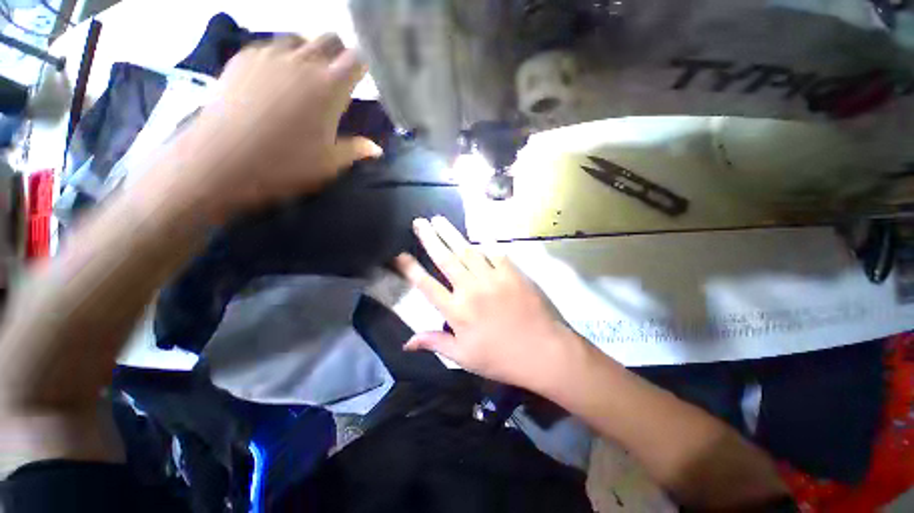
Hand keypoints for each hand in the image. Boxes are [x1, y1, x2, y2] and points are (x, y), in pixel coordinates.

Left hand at [167, 34, 382, 218]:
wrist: (223, 159)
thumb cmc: (286, 163)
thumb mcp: (330, 163)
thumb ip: (356, 150)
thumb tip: (376, 149)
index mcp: (330, 87)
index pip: (357, 59)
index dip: (363, 67)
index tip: (361, 81)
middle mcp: (303, 61)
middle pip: (330, 38)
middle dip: (338, 54)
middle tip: (336, 79)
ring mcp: (270, 55)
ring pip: (299, 38)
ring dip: (308, 53)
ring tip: (304, 78)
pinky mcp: (244, 58)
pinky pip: (270, 45)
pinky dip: (281, 57)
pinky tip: (274, 80)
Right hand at [394, 216, 582, 389]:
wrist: (543, 351)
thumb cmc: (500, 358)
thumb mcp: (463, 357)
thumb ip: (435, 343)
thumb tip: (406, 342)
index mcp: (457, 311)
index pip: (427, 285)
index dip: (410, 269)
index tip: (399, 254)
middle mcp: (471, 289)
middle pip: (446, 259)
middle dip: (430, 239)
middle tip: (419, 222)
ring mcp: (492, 278)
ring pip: (467, 250)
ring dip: (452, 234)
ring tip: (439, 220)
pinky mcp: (512, 272)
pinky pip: (494, 252)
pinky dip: (484, 242)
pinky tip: (476, 234)